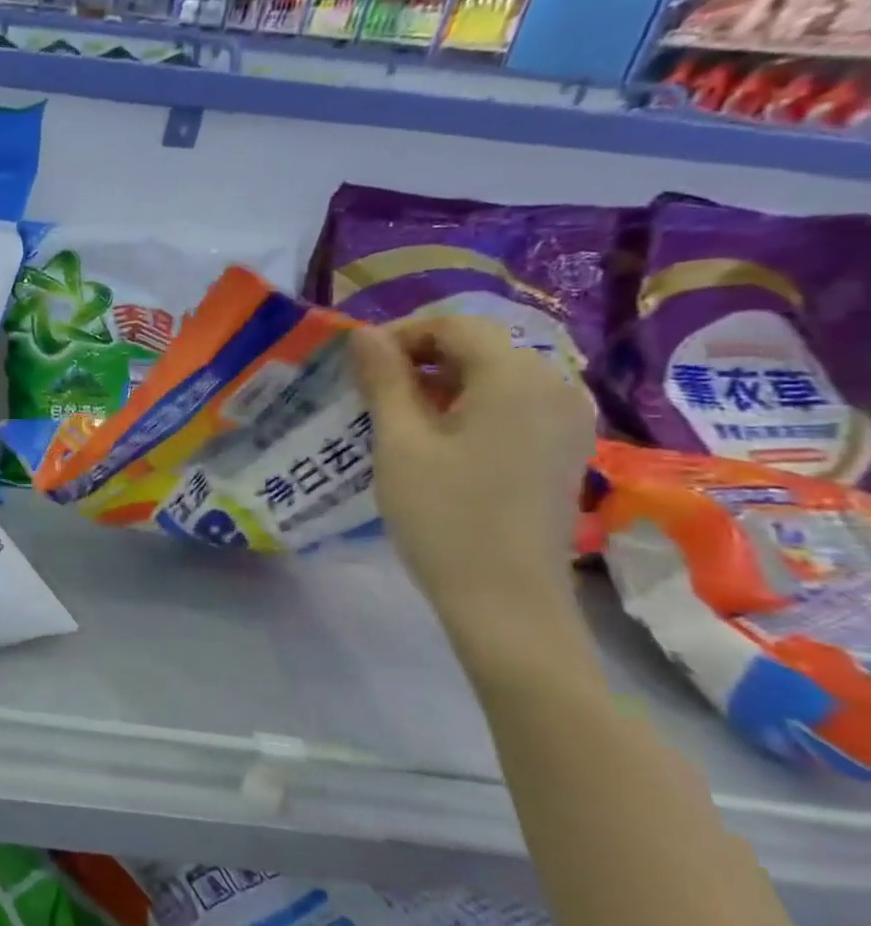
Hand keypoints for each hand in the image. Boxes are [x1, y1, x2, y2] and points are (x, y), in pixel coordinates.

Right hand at [350, 314, 594, 665]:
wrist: (507, 601)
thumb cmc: (444, 516)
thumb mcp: (399, 442)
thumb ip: (384, 380)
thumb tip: (365, 335)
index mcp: (516, 377)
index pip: (455, 324)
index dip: (402, 335)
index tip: (359, 366)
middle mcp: (555, 386)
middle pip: (480, 345)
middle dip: (420, 358)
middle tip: (370, 391)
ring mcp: (567, 419)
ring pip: (495, 374)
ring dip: (443, 382)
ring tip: (397, 415)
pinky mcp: (565, 448)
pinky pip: (513, 403)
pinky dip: (470, 405)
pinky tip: (438, 439)